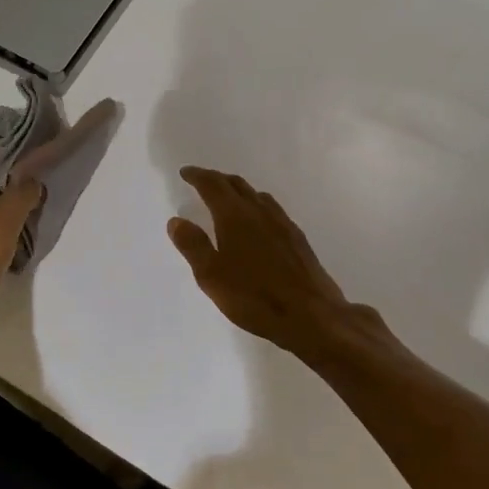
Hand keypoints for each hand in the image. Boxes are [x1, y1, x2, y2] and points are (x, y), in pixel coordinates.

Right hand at [168, 168, 363, 359]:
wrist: (312, 315)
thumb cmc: (254, 297)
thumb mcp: (212, 276)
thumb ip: (193, 246)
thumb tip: (176, 221)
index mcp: (235, 216)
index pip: (213, 185)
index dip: (197, 176)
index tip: (185, 172)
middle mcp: (259, 211)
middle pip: (236, 184)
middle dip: (217, 179)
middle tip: (202, 181)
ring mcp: (282, 223)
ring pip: (256, 195)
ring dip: (238, 190)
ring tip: (227, 199)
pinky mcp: (297, 238)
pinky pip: (271, 209)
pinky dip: (256, 205)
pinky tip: (257, 222)